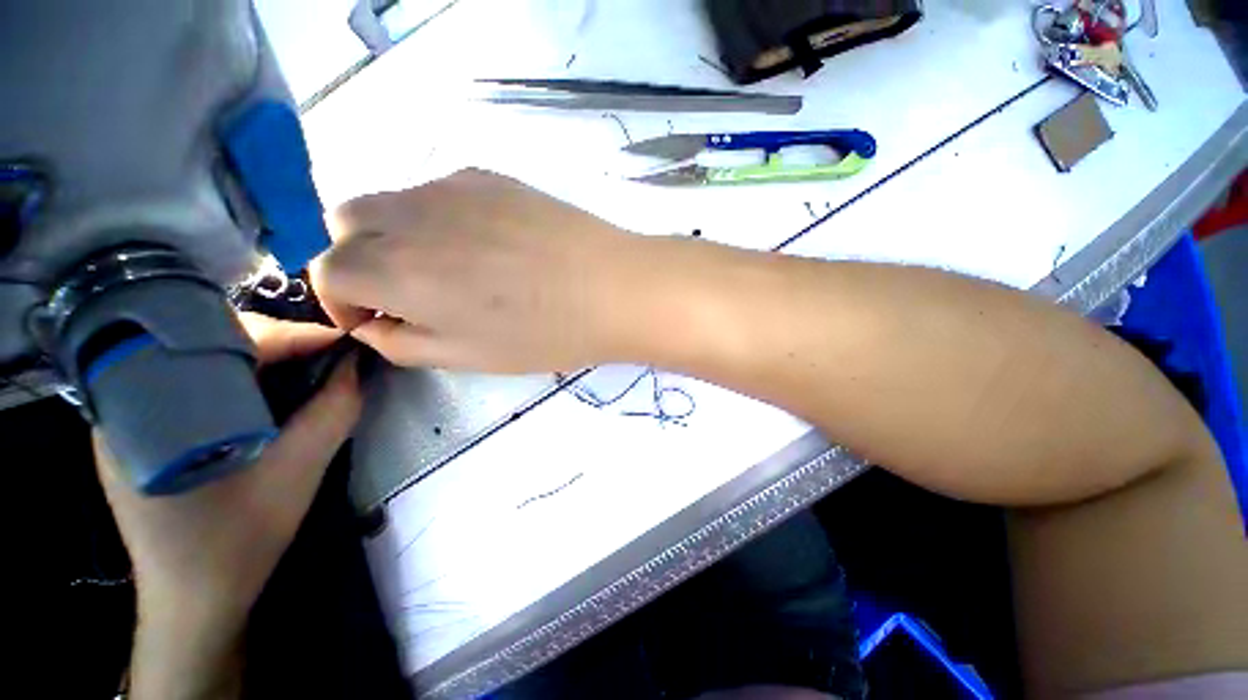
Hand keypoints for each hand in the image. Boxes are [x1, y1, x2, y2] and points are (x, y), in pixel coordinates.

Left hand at [95, 312, 361, 624]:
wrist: (193, 602)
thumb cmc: (237, 543)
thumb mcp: (296, 474)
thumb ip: (332, 414)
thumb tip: (357, 367)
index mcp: (149, 412)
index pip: (222, 343)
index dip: (291, 336)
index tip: (343, 342)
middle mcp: (126, 401)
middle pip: (206, 342)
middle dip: (276, 342)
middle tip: (326, 355)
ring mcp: (129, 416)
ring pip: (200, 359)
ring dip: (259, 358)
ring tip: (305, 368)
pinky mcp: (141, 431)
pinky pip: (193, 382)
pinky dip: (239, 379)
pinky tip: (268, 394)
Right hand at [311, 169, 662, 372]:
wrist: (614, 288)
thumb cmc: (545, 334)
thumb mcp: (467, 357)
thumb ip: (403, 342)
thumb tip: (373, 323)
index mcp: (397, 269)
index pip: (326, 270)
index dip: (343, 300)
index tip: (380, 318)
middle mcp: (411, 216)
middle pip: (347, 224)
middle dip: (361, 259)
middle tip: (409, 291)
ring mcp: (452, 186)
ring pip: (391, 201)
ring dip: (397, 235)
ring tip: (452, 268)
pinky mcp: (490, 176)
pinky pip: (438, 191)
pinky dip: (438, 217)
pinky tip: (486, 243)